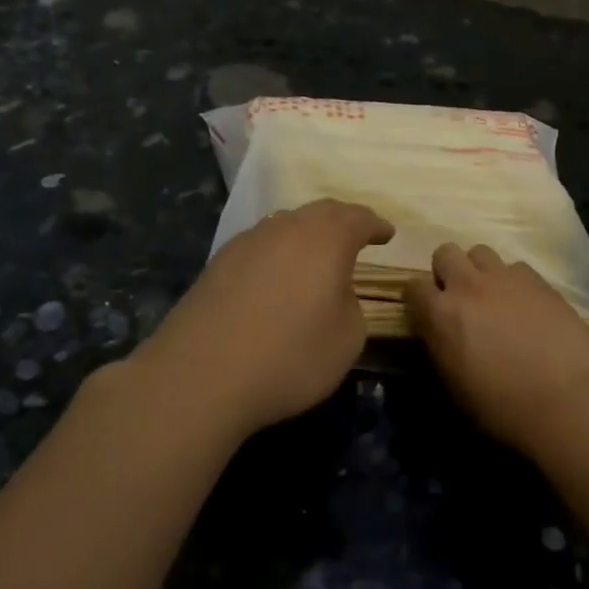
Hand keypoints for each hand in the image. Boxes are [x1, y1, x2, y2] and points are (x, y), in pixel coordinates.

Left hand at [126, 199, 393, 440]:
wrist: (200, 376)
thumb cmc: (289, 356)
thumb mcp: (348, 339)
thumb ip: (352, 306)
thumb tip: (336, 293)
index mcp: (326, 239)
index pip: (358, 218)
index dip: (376, 225)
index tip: (387, 234)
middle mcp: (286, 228)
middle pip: (320, 212)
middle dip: (342, 221)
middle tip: (356, 235)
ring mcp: (247, 242)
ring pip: (286, 224)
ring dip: (306, 234)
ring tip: (316, 255)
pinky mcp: (217, 263)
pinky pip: (260, 245)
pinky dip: (277, 252)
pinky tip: (276, 275)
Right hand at [404, 244, 588, 454]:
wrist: (567, 400)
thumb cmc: (504, 407)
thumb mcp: (455, 386)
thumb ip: (441, 347)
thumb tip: (440, 334)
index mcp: (441, 314)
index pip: (413, 287)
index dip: (419, 300)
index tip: (428, 315)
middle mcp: (468, 286)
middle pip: (445, 253)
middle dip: (447, 272)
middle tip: (459, 299)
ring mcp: (505, 278)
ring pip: (480, 251)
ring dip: (479, 270)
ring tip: (492, 295)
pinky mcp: (538, 280)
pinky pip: (515, 267)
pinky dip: (513, 281)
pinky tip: (525, 304)